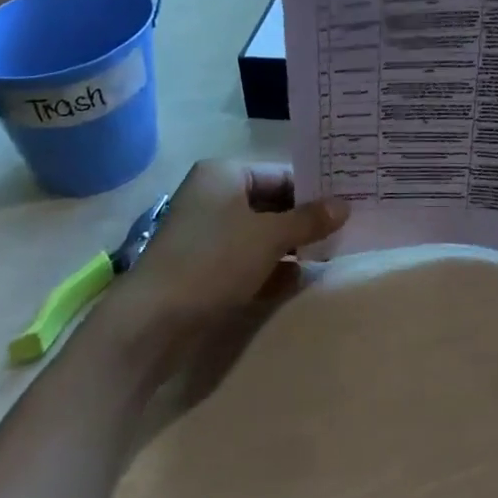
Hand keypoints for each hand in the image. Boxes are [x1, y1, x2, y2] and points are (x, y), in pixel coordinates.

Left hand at [106, 159, 348, 352]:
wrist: (150, 324)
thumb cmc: (213, 261)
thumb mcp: (269, 237)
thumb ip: (308, 220)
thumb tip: (345, 206)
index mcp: (224, 174)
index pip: (280, 173)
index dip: (313, 190)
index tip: (346, 204)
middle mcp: (213, 196)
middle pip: (271, 203)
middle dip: (303, 220)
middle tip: (343, 231)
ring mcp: (205, 234)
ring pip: (259, 233)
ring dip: (290, 245)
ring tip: (328, 255)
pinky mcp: (202, 267)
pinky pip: (245, 258)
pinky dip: (269, 266)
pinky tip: (296, 279)